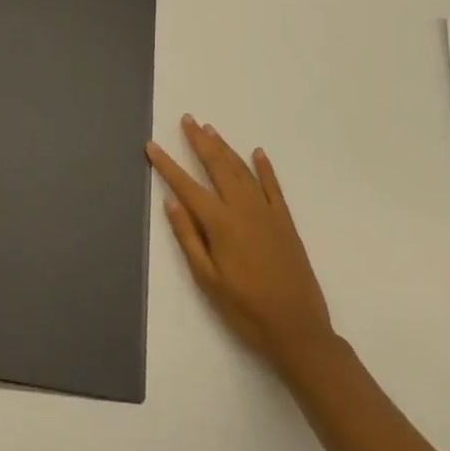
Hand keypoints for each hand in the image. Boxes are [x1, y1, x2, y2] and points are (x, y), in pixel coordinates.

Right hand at [147, 115, 336, 378]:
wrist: (298, 330)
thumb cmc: (245, 309)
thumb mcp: (207, 280)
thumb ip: (188, 238)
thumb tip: (171, 202)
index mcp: (220, 224)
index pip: (186, 186)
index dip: (167, 164)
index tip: (151, 145)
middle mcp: (243, 209)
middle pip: (217, 166)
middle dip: (200, 141)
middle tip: (187, 119)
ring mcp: (267, 213)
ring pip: (242, 171)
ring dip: (225, 148)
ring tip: (210, 129)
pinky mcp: (285, 222)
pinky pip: (273, 187)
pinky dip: (265, 168)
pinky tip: (258, 153)